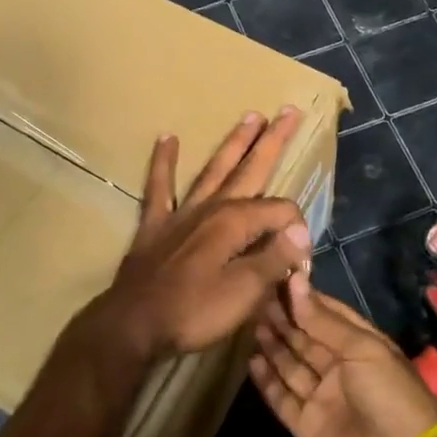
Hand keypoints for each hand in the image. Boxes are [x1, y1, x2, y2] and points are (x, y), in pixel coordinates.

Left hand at [94, 108, 311, 362]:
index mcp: (236, 222)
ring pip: (215, 169)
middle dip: (273, 140)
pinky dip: (164, 162)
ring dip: (234, 143)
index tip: (300, 266)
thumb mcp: (244, 294)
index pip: (281, 212)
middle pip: (251, 168)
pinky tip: (167, 138)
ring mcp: (182, 212)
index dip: (297, 234)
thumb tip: (302, 233)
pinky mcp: (156, 224)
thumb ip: (275, 260)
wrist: (133, 325)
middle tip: (290, 111)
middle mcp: (212, 207)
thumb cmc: (193, 312)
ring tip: (250, 116)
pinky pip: (160, 187)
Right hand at [249, 290, 436, 436]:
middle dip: (285, 319)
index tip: (277, 278)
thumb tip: (295, 280)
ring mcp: (322, 398)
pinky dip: (267, 381)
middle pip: (306, 338)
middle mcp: (340, 368)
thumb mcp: (362, 348)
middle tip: (257, 297)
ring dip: (274, 345)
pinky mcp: (307, 426)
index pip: (327, 315)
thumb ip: (323, 320)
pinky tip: (252, 360)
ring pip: (291, 365)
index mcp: (361, 345)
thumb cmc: (389, 394)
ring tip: (251, 322)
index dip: (304, 298)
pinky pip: (283, 399)